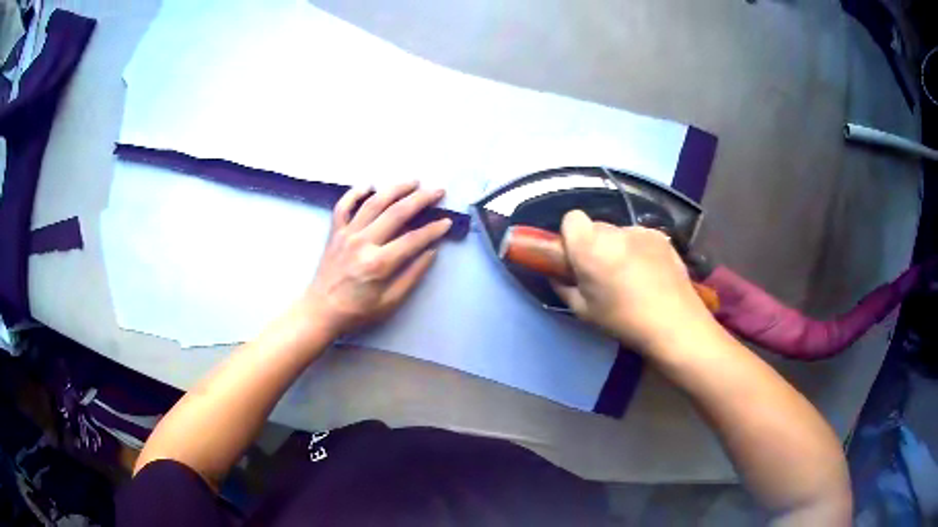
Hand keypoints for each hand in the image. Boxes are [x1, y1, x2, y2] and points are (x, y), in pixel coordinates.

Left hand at [302, 181, 451, 337]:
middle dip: (421, 199)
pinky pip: (343, 206)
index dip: (433, 230)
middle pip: (397, 212)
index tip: (447, 222)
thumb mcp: (390, 302)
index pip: (413, 239)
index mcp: (379, 263)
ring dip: (395, 188)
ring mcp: (346, 234)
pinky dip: (355, 192)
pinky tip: (369, 185)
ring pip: (374, 202)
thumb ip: (412, 276)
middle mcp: (363, 242)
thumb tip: (431, 251)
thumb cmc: (357, 312)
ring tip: (413, 181)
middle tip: (438, 191)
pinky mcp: (334, 232)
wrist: (320, 311)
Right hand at [551, 210, 713, 353]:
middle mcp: (615, 231)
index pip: (571, 218)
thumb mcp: (584, 311)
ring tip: (631, 277)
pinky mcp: (661, 237)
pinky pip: (640, 239)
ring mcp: (641, 232)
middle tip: (603, 273)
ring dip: (618, 248)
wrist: (674, 323)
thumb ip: (564, 287)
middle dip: (594, 245)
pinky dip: (639, 251)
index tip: (576, 259)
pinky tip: (649, 275)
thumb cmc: (624, 320)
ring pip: (619, 234)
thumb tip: (558, 275)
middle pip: (596, 227)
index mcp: (591, 246)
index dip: (570, 236)